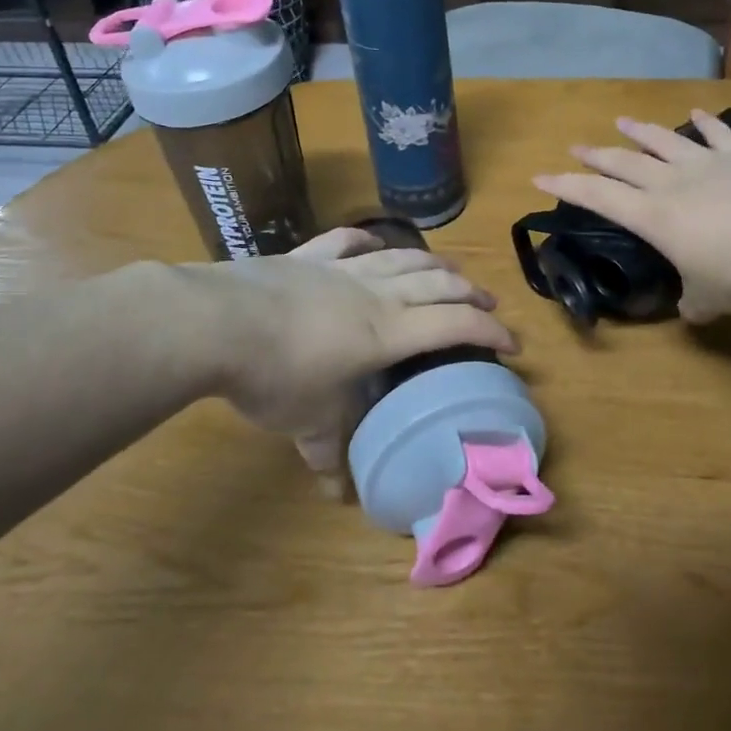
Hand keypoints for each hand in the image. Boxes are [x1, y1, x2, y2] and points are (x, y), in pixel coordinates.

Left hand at [206, 227, 516, 472]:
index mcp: (387, 332)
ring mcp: (341, 268)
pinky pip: (346, 239)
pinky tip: (373, 240)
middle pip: (437, 283)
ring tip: (449, 270)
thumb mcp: (307, 422)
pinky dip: (367, 237)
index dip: (489, 331)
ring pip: (402, 257)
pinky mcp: (308, 255)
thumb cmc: (276, 375)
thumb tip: (335, 494)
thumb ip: (327, 454)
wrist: (219, 323)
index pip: (454, 324)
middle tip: (489, 304)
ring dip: (433, 263)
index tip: (512, 343)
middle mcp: (375, 293)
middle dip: (470, 292)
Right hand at [534, 111, 730, 322]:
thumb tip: (691, 309)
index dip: (566, 187)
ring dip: (642, 131)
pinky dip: (706, 122)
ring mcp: (710, 163)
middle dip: (597, 155)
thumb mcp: (712, 299)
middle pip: (626, 162)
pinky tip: (696, 113)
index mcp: (655, 216)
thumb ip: (694, 301)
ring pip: (666, 140)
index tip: (540, 176)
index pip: (599, 198)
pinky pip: (719, 134)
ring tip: (622, 121)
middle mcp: (674, 182)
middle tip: (576, 146)